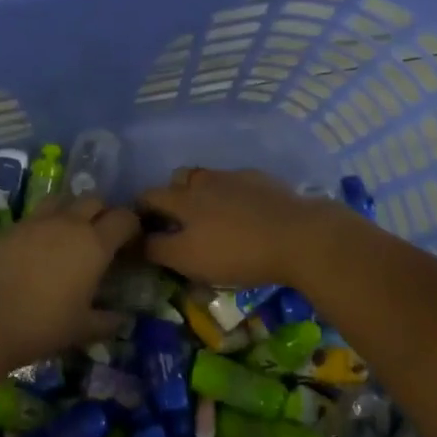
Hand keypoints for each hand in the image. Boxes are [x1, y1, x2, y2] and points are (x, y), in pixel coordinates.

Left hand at [0, 196, 139, 371]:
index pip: (124, 218)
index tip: (131, 244)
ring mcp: (38, 220)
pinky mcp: (13, 225)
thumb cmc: (42, 324)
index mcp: (94, 244)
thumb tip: (123, 319)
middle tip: (102, 238)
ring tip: (70, 234)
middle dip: (103, 213)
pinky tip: (41, 245)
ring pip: (64, 199)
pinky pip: (38, 213)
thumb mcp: (82, 329)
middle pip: (95, 200)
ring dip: (73, 210)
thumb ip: (107, 322)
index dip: (132, 227)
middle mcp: (69, 223)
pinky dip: (47, 221)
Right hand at [138, 167, 337, 288]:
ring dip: (203, 194)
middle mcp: (204, 180)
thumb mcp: (188, 259)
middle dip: (172, 196)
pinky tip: (246, 215)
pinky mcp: (263, 181)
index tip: (143, 229)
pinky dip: (234, 196)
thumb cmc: (237, 252)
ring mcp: (235, 177)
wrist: (299, 236)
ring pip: (209, 179)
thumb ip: (158, 249)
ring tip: (214, 218)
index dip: (140, 211)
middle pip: (178, 179)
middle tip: (180, 223)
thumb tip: (137, 241)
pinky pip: (238, 184)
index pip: (148, 195)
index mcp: (182, 199)